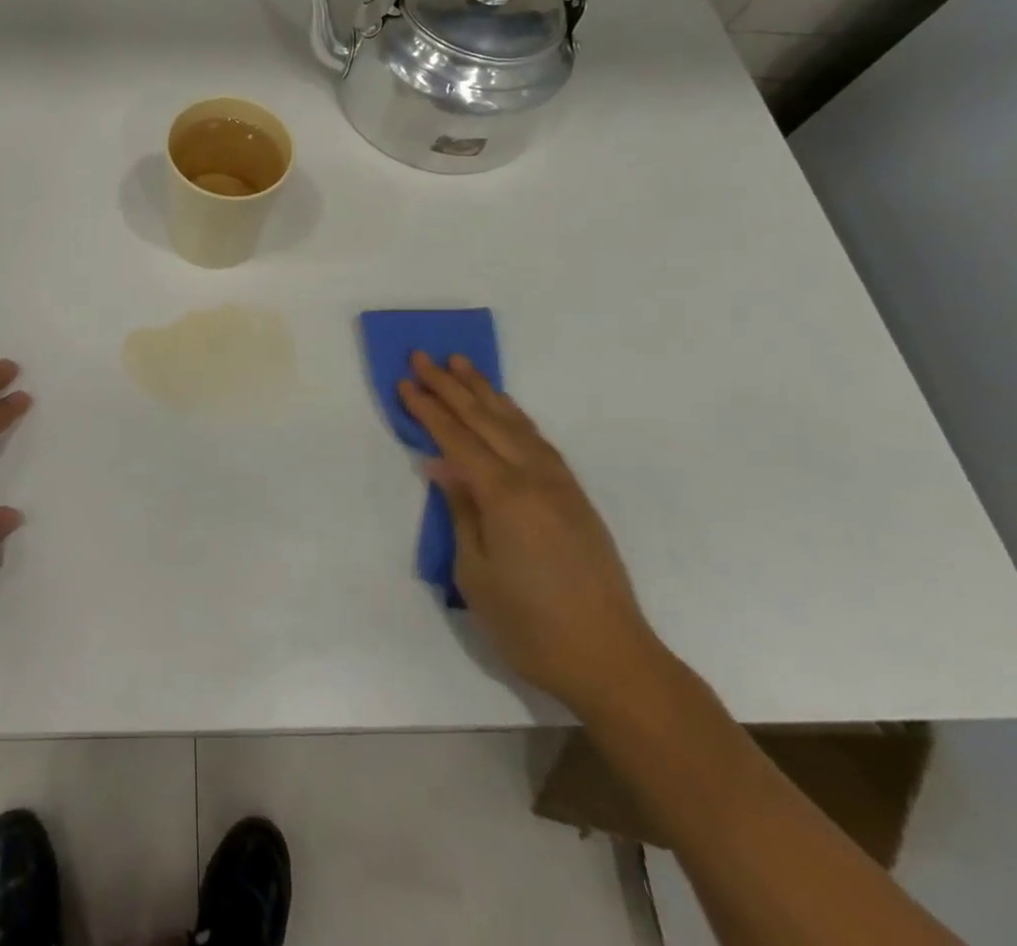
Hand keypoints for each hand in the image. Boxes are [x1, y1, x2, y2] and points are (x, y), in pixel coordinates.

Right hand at [399, 351, 668, 717]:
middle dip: (450, 386)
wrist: (612, 660)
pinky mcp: (575, 498)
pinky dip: (515, 416)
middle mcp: (534, 478)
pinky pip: (538, 441)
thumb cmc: (530, 625)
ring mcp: (560, 485)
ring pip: (515, 423)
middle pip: (485, 419)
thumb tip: (442, 467)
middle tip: (423, 357)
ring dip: (484, 391)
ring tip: (461, 364)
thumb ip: (461, 511)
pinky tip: (504, 410)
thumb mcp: (476, 573)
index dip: (428, 410)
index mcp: (504, 495)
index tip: (404, 382)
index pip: (457, 439)